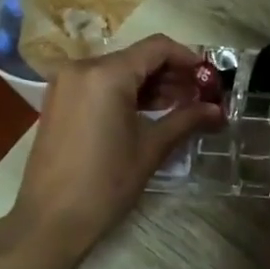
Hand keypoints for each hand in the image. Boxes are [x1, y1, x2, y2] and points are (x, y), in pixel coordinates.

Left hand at [12, 34, 221, 257]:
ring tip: (179, 107)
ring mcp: (66, 83)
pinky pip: (99, 84)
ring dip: (149, 85)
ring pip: (119, 70)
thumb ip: (186, 120)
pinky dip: (125, 92)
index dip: (188, 59)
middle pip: (137, 57)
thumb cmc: (105, 184)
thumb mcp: (151, 149)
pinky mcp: (59, 99)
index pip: (157, 48)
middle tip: (199, 97)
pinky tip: (147, 113)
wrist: (50, 220)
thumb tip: (218, 111)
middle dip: (171, 74)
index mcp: (107, 74)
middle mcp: (82, 67)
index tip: (209, 78)